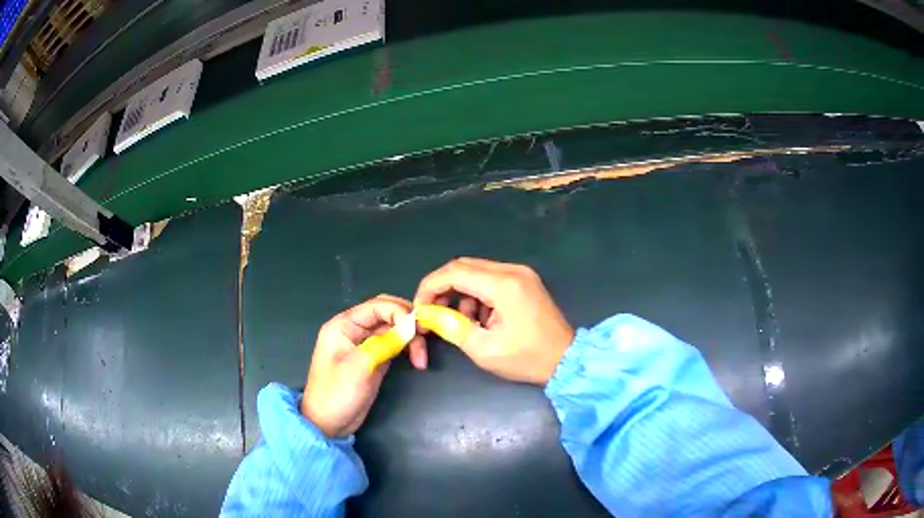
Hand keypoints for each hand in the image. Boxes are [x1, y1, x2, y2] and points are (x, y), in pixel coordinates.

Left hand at [301, 295, 424, 437]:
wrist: (328, 424)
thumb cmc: (337, 394)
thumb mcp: (359, 367)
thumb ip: (384, 343)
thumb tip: (410, 327)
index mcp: (344, 325)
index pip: (377, 306)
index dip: (400, 313)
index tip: (418, 331)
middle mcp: (354, 329)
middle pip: (387, 313)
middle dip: (408, 322)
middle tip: (426, 337)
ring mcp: (364, 344)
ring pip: (393, 329)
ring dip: (410, 338)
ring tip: (421, 359)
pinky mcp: (374, 358)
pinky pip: (393, 344)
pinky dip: (407, 348)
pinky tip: (416, 360)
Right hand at [414, 257, 573, 384]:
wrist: (566, 359)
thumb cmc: (527, 358)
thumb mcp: (484, 349)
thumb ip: (452, 327)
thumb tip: (430, 315)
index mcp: (503, 284)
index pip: (454, 272)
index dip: (430, 287)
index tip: (420, 308)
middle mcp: (512, 271)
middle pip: (464, 267)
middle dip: (443, 288)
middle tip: (433, 313)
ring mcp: (521, 274)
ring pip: (476, 272)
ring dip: (461, 293)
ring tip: (461, 322)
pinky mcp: (524, 281)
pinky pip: (490, 279)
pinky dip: (477, 295)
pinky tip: (480, 319)